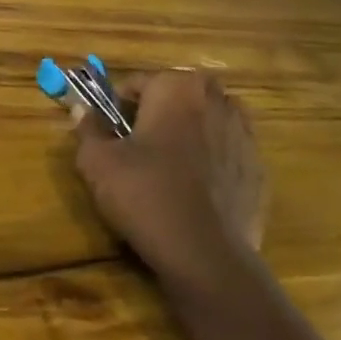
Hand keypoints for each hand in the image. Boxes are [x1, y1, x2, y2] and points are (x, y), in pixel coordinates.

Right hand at [73, 71, 267, 292]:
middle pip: (176, 97)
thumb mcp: (98, 162)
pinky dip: (211, 162)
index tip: (109, 135)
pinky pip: (226, 153)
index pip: (136, 84)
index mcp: (177, 87)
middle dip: (156, 115)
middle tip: (136, 150)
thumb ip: (88, 128)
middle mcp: (217, 99)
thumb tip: (81, 109)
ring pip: (205, 122)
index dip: (116, 108)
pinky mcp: (259, 168)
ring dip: (186, 135)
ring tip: (167, 170)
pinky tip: (194, 192)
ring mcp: (245, 134)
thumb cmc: (146, 195)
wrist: (206, 255)